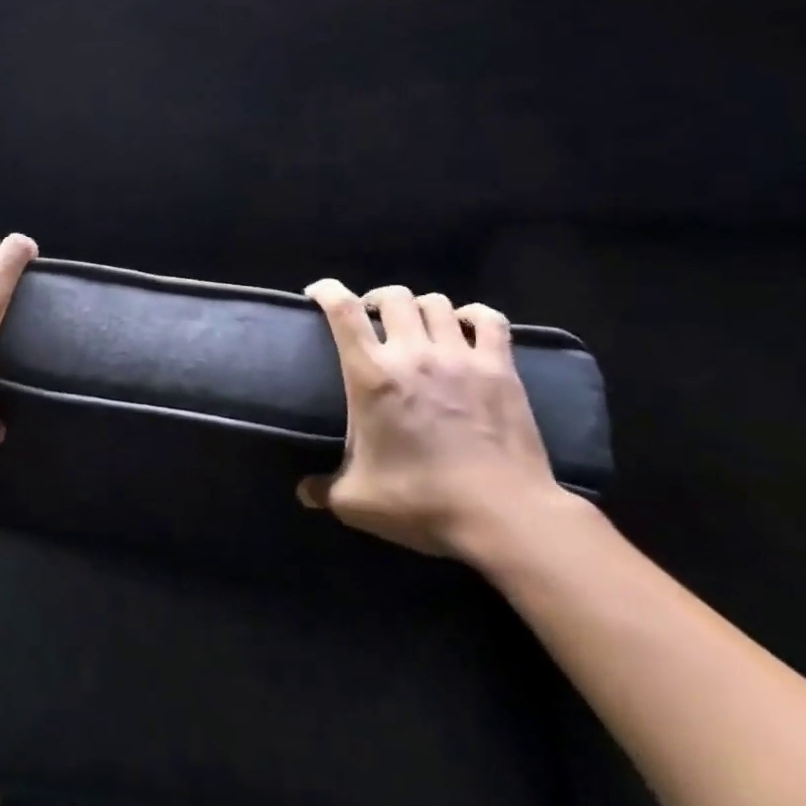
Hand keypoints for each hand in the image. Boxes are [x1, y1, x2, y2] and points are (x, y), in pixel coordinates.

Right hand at [298, 281, 573, 561]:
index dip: (327, 291)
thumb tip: (303, 493)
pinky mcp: (500, 368)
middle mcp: (413, 353)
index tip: (317, 294)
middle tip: (372, 319)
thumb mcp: (356, 502)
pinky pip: (490, 320)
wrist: (502, 515)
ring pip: (436, 303)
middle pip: (393, 297)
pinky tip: (466, 326)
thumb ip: (324, 490)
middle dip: (377, 300)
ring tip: (417, 325)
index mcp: (372, 375)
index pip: (343, 311)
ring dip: (420, 307)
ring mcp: (460, 357)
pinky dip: (474, 316)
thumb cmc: (421, 502)